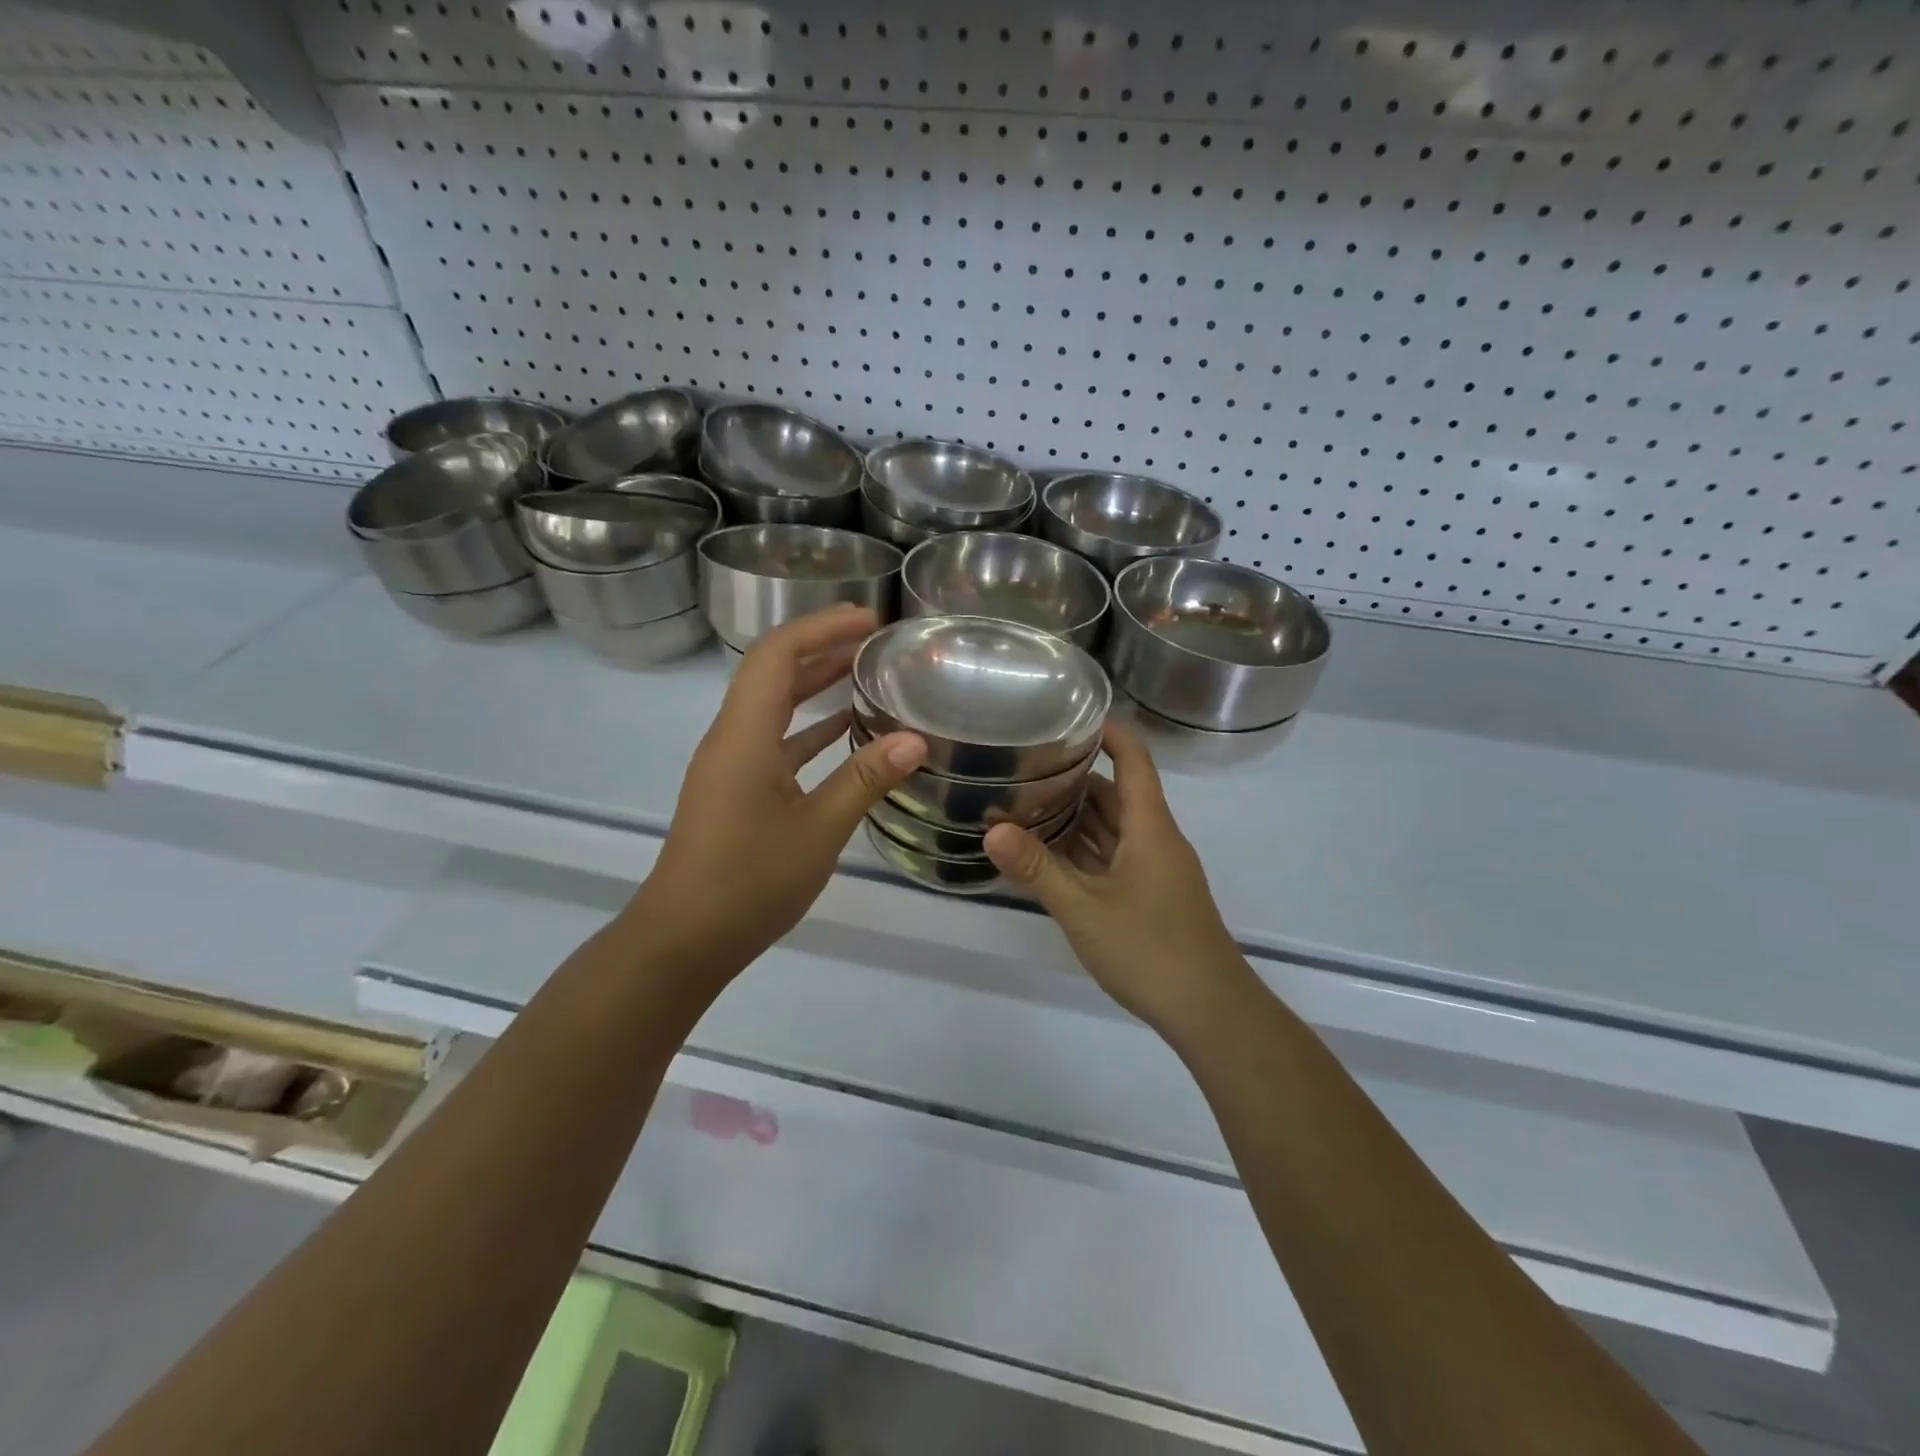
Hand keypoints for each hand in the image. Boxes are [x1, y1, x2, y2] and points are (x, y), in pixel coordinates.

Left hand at [629, 605, 925, 981]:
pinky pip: (775, 740)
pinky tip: (844, 730)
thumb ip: (865, 780)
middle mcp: (732, 738)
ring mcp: (731, 765)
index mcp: (744, 735)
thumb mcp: (819, 830)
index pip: (776, 655)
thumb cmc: (749, 881)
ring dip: (814, 684)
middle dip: (820, 646)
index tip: (867, 619)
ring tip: (864, 671)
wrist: (685, 938)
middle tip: (872, 636)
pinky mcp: (736, 789)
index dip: (820, 628)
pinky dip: (809, 727)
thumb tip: (914, 740)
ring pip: (773, 706)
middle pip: (772, 671)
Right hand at [983, 721, 1251, 1035]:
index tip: (1070, 716)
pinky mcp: (1150, 897)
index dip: (1109, 733)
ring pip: (1113, 829)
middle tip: (1024, 766)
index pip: (1134, 761)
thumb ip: (1038, 869)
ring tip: (1025, 804)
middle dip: (1075, 778)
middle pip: (1116, 794)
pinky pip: (1112, 859)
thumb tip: (991, 829)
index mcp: (1150, 827)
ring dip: (1076, 817)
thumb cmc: (1151, 949)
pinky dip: (1083, 851)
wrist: (1211, 1012)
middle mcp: (1155, 840)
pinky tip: (1048, 857)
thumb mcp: (1085, 909)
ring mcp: (1154, 870)